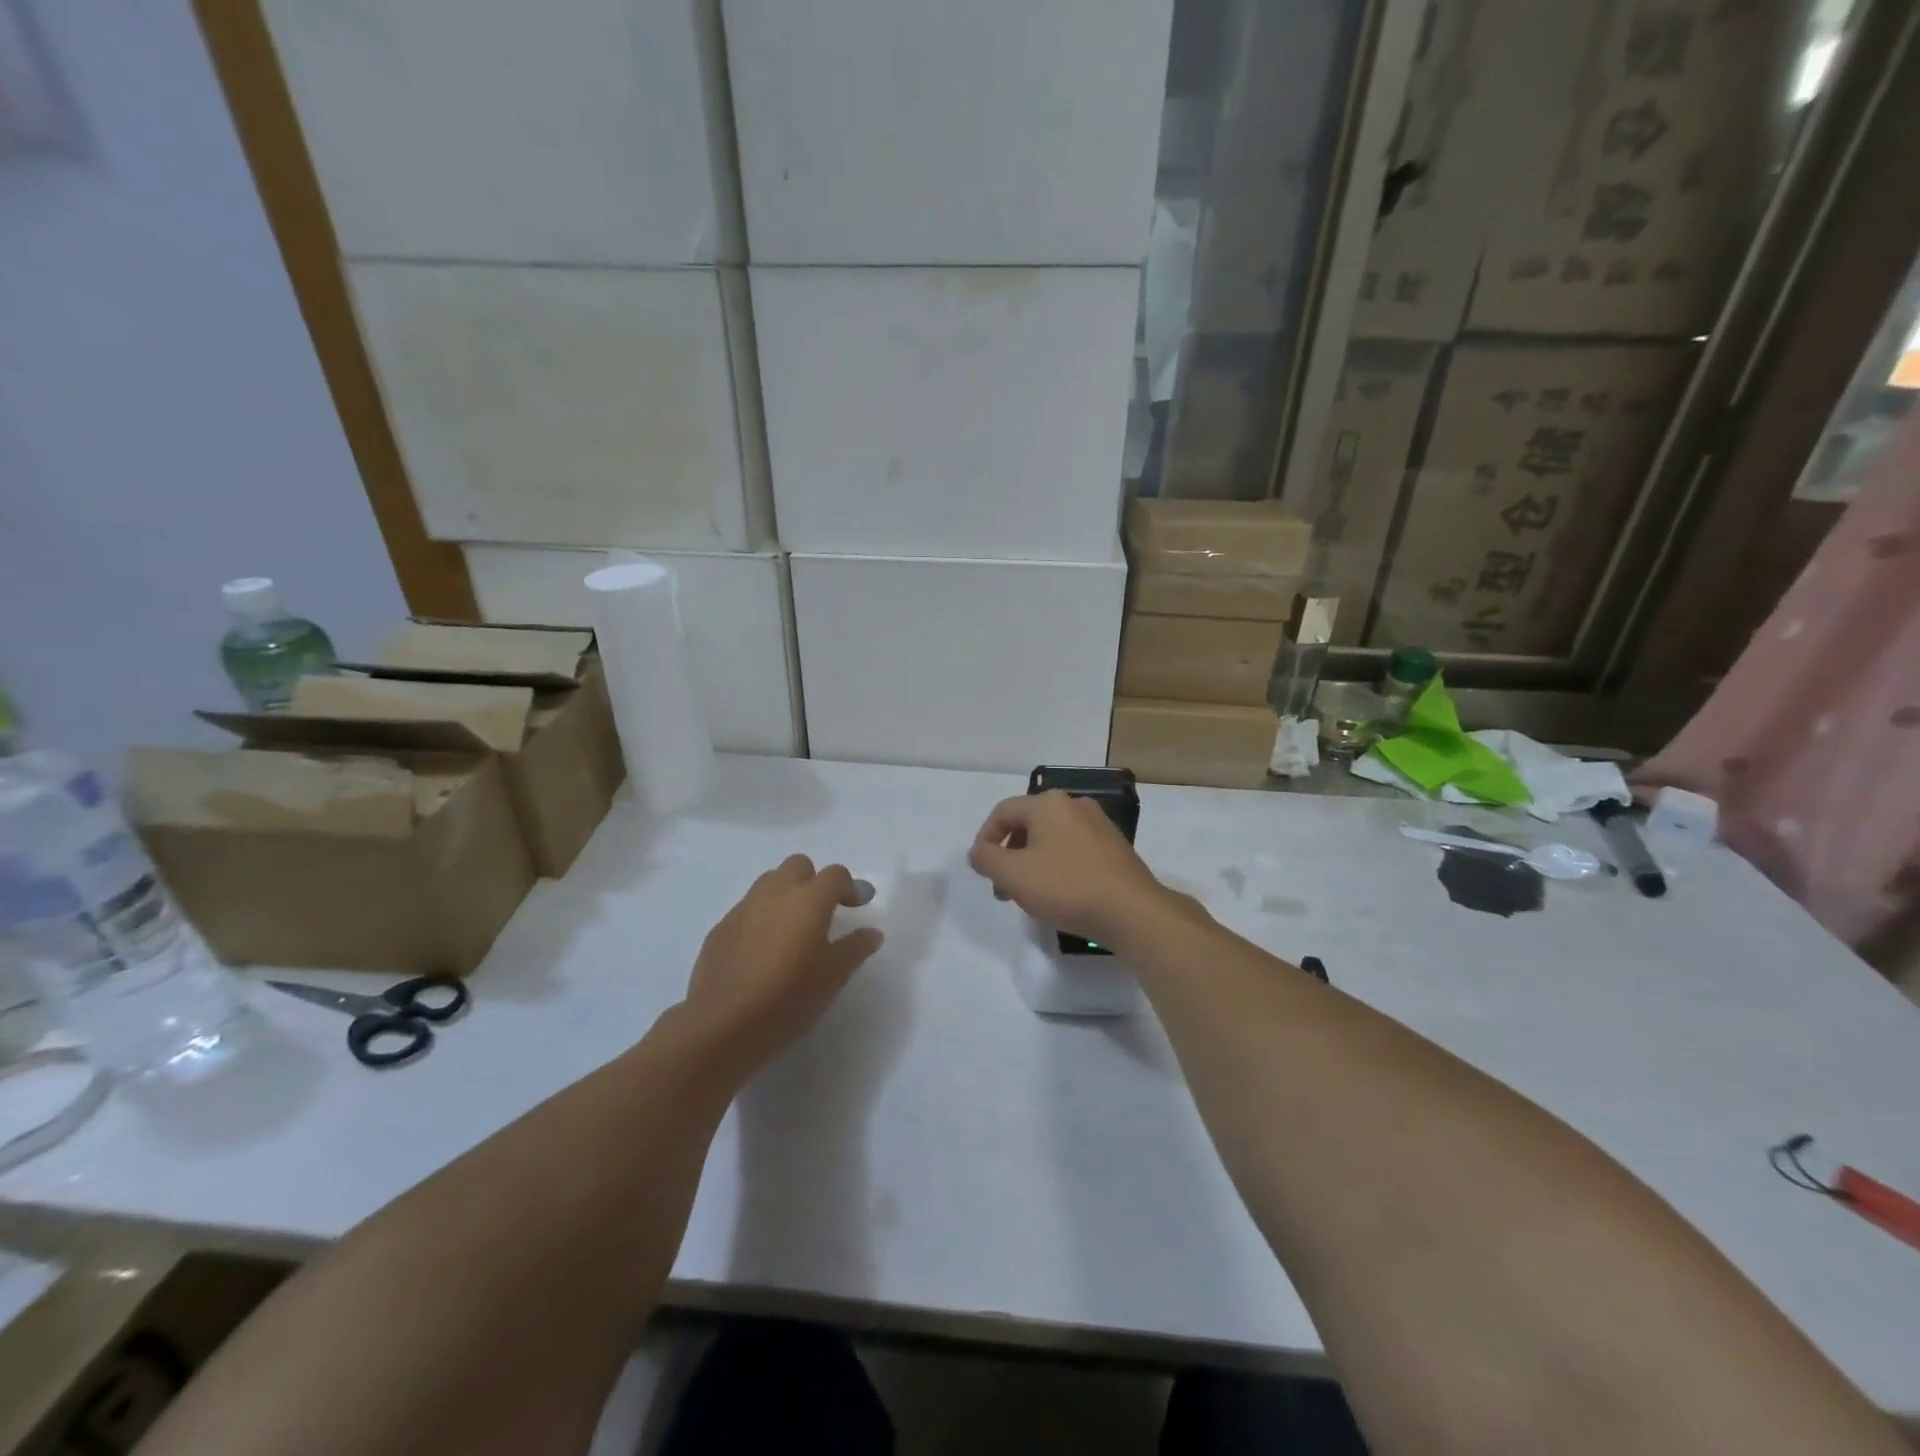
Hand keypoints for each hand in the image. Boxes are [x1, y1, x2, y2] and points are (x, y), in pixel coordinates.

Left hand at [684, 856, 882, 1073]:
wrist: (723, 1024)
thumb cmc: (789, 997)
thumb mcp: (834, 976)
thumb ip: (855, 948)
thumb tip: (871, 933)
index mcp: (809, 899)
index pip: (835, 874)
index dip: (849, 887)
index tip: (855, 908)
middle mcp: (775, 892)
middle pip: (798, 865)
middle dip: (813, 881)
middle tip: (821, 914)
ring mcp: (743, 908)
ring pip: (769, 883)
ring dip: (784, 895)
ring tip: (790, 931)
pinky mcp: (721, 928)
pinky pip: (747, 909)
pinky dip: (760, 918)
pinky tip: (761, 952)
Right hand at [967, 791, 1175, 950]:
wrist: (1132, 911)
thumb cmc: (1066, 886)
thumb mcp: (1014, 875)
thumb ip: (987, 859)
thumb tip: (978, 851)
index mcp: (1049, 803)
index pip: (1003, 812)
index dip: (985, 838)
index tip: (981, 869)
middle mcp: (1075, 805)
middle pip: (1028, 824)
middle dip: (1009, 855)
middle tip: (1003, 888)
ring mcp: (1099, 825)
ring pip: (1052, 839)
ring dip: (1032, 863)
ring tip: (1029, 895)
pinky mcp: (1115, 848)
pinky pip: (1074, 850)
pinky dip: (1057, 867)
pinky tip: (1059, 895)